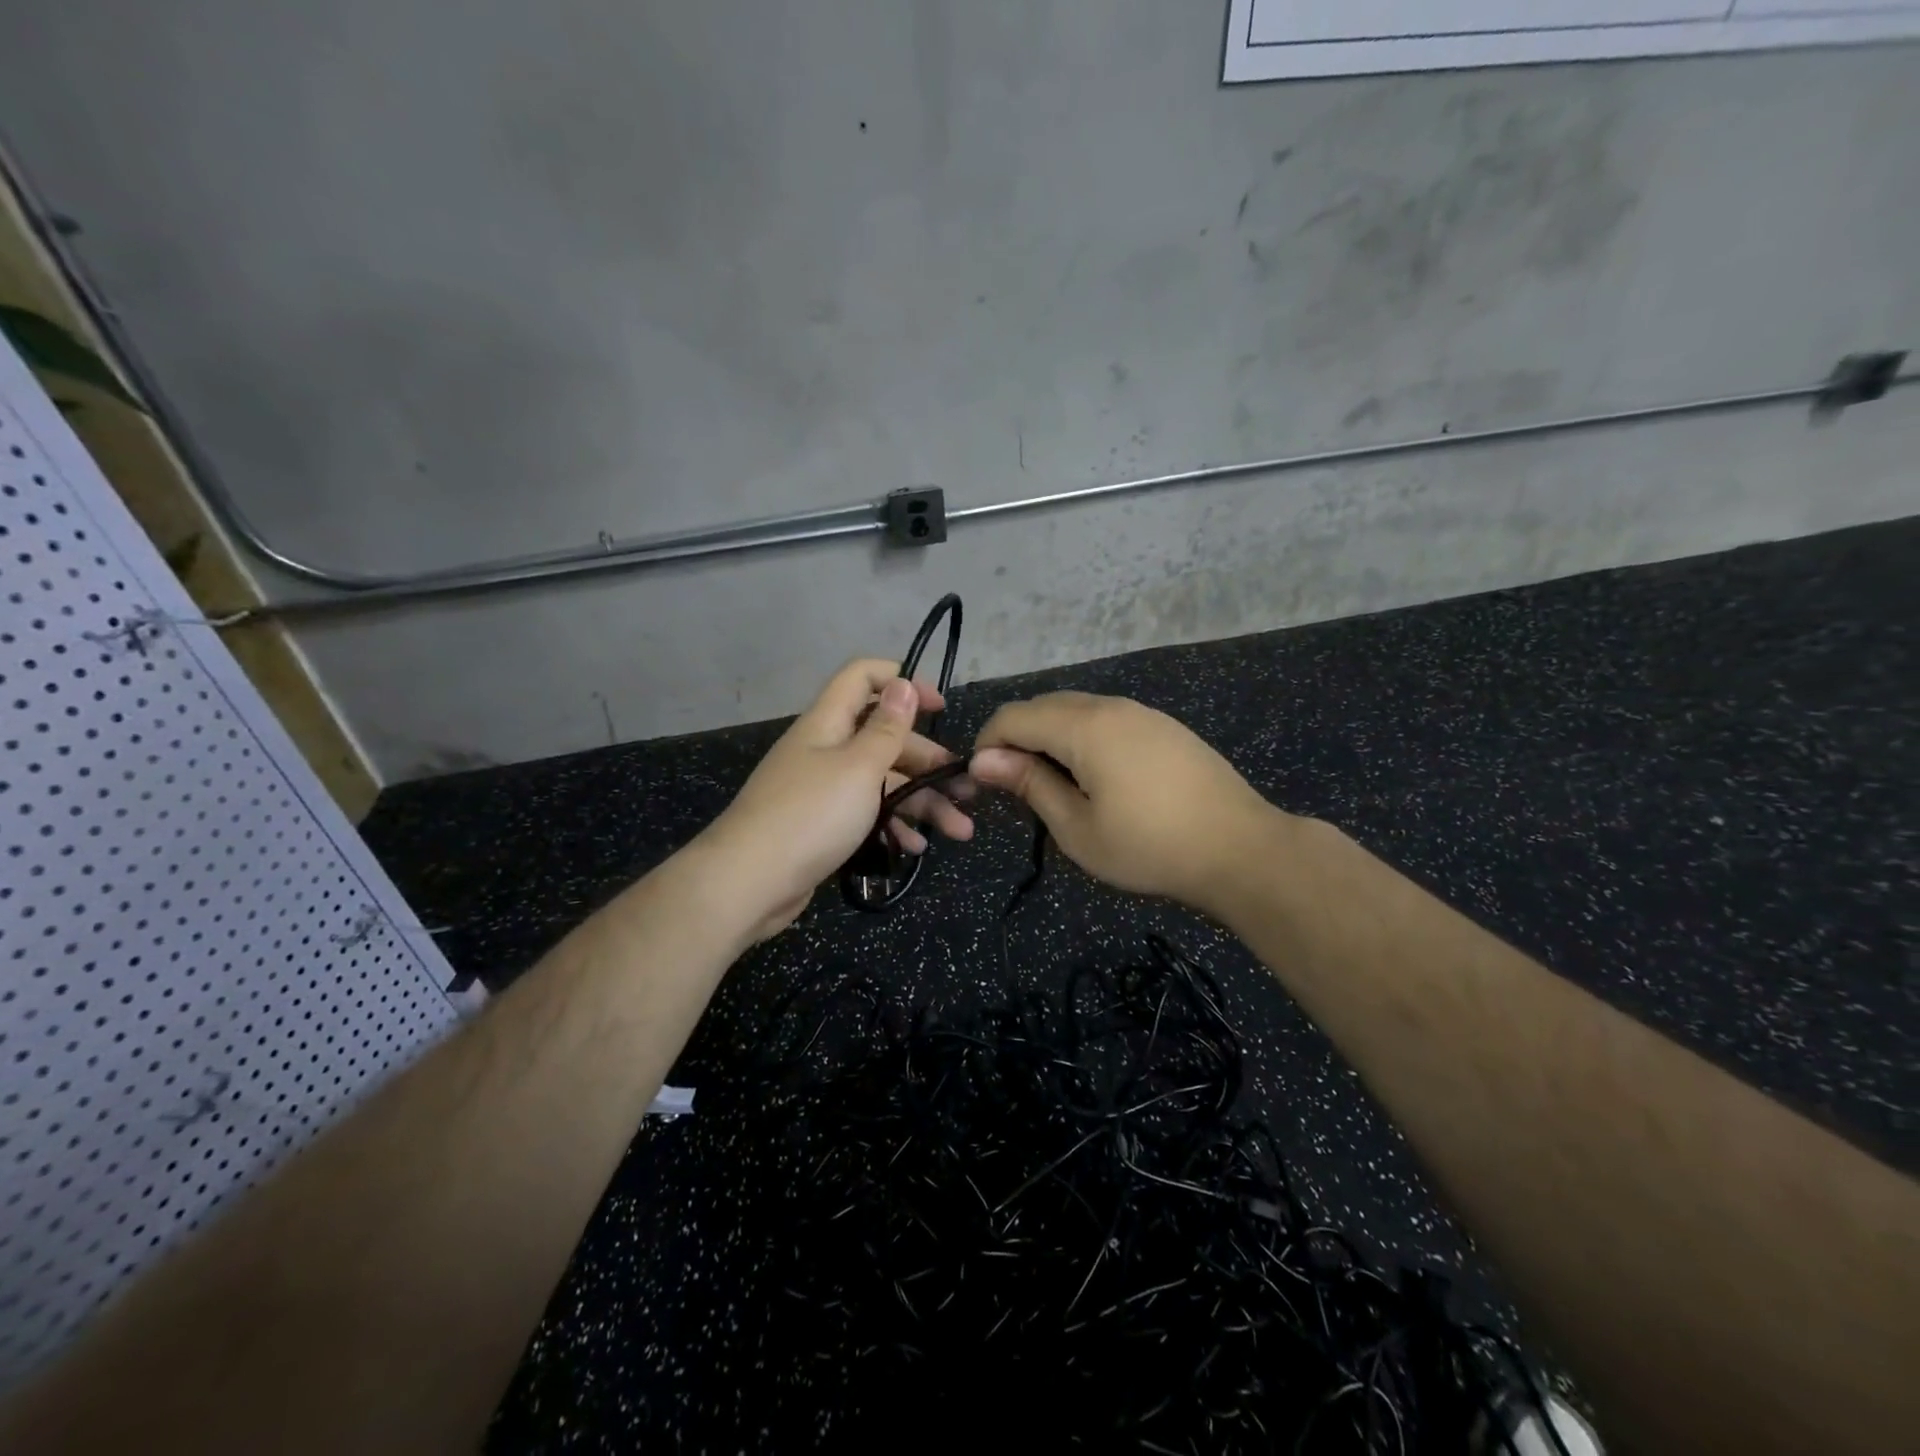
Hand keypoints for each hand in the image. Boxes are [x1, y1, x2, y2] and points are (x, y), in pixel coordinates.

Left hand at [703, 659, 973, 937]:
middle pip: (883, 739)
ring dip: (921, 802)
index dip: (903, 682)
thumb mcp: (859, 767)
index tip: (940, 707)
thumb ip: (886, 728)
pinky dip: (892, 826)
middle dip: (928, 761)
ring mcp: (822, 790)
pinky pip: (865, 814)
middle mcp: (825, 750)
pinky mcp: (821, 825)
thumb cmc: (811, 815)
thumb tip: (902, 684)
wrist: (748, 883)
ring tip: (959, 830)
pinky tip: (916, 847)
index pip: (863, 678)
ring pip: (881, 782)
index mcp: (828, 723)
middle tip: (966, 787)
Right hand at [971, 692, 1281, 916]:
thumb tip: (984, 759)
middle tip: (1014, 788)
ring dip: (1050, 737)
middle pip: (1043, 706)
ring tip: (1052, 785)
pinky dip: (1082, 737)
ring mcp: (1142, 712)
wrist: (1241, 849)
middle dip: (1016, 739)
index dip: (987, 744)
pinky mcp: (1164, 726)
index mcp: (1083, 726)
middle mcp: (1110, 705)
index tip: (981, 783)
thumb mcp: (1077, 827)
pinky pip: (1106, 718)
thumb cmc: (1149, 847)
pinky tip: (1094, 776)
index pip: (1014, 716)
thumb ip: (1029, 785)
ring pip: (1075, 709)